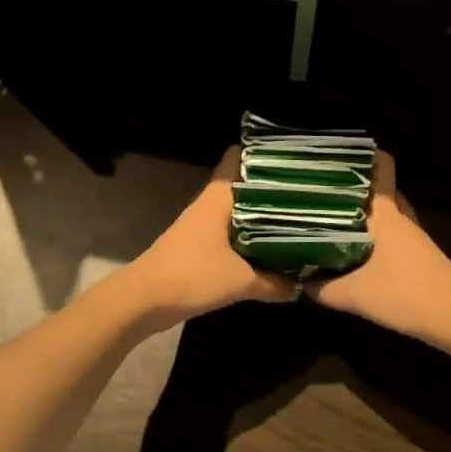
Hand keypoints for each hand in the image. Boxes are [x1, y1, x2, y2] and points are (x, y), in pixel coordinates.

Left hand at [116, 148, 294, 331]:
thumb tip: (301, 285)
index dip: (261, 152)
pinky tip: (269, 244)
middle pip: (242, 184)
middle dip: (269, 186)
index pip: (237, 158)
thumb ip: (274, 282)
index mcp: (218, 197)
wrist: (145, 299)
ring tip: (295, 212)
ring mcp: (201, 223)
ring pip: (237, 208)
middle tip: (305, 187)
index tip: (290, 154)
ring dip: (260, 211)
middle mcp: (210, 203)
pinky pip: (230, 230)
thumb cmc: (193, 276)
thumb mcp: (241, 281)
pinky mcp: (198, 244)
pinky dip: (249, 233)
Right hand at [308, 150, 450, 344]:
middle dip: (355, 185)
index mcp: (385, 213)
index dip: (364, 154)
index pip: (381, 168)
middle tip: (323, 187)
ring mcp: (413, 236)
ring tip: (334, 214)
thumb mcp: (355, 295)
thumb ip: (322, 288)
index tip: (336, 152)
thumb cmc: (405, 294)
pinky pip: (392, 232)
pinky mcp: (420, 255)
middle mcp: (400, 217)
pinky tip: (356, 248)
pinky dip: (375, 233)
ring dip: (365, 211)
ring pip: (386, 212)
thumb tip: (298, 282)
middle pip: (380, 189)